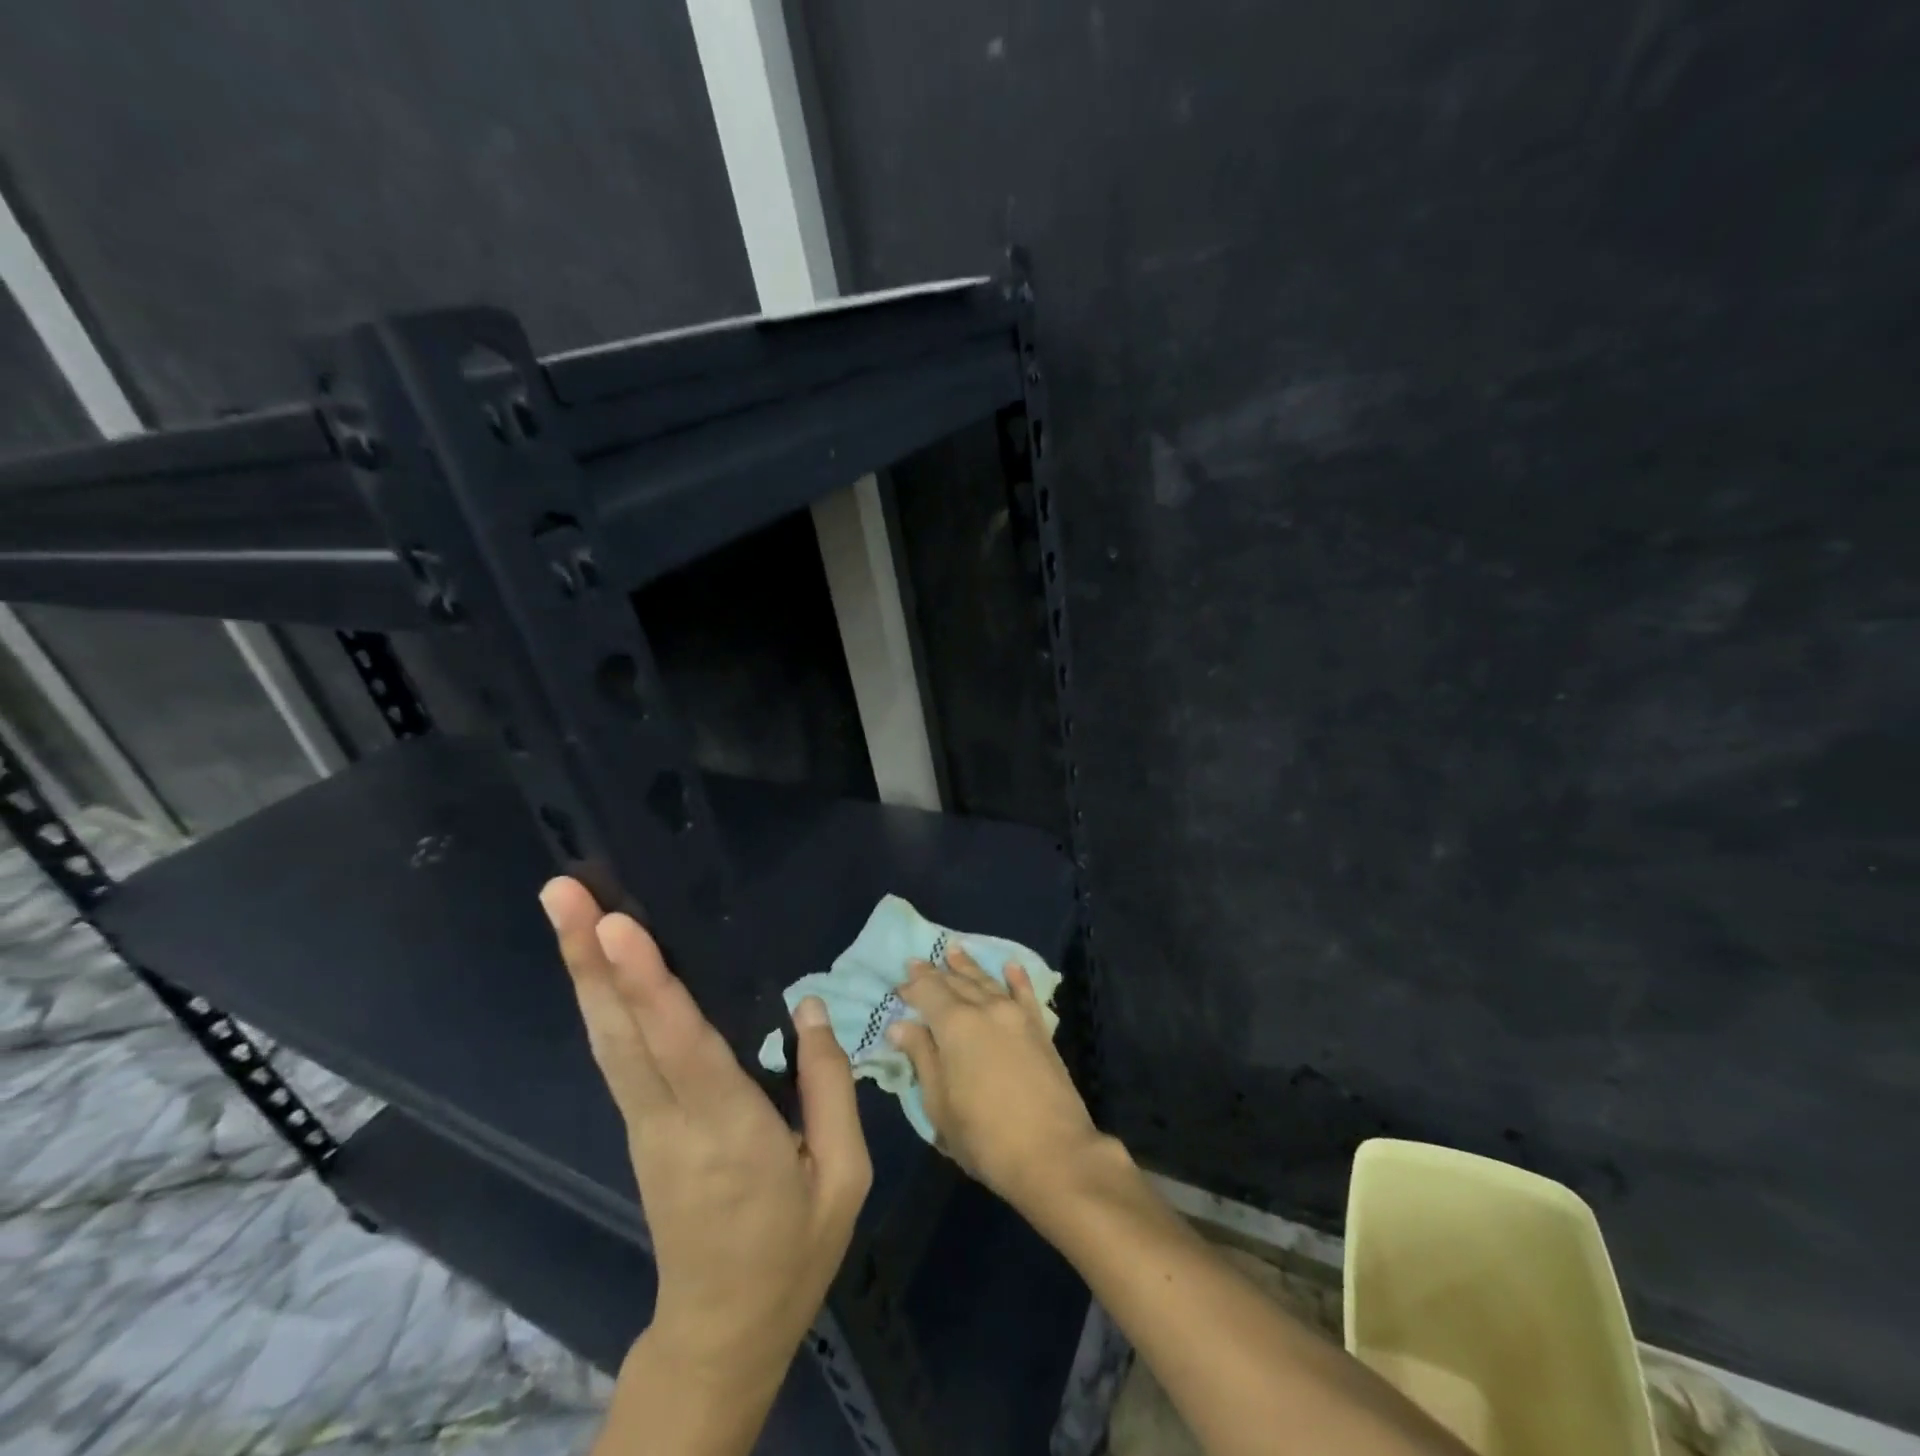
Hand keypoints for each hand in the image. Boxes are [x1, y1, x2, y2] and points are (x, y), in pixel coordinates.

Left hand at [541, 877, 871, 1381]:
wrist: (722, 1331)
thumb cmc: (793, 1251)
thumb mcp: (843, 1176)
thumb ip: (830, 1085)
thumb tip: (808, 1007)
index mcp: (729, 1134)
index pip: (680, 1047)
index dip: (646, 984)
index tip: (615, 925)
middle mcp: (670, 1122)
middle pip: (621, 1032)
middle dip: (588, 958)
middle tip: (561, 890)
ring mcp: (644, 1125)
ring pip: (607, 1040)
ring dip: (583, 972)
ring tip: (564, 908)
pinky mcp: (639, 1126)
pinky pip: (617, 1054)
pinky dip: (603, 1001)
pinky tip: (597, 967)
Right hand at [887, 946, 1104, 1214]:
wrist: (1053, 1153)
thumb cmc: (985, 1137)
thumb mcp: (940, 1104)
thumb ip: (922, 1058)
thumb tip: (901, 1025)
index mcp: (955, 1025)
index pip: (928, 992)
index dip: (912, 986)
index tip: (899, 984)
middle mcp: (986, 1009)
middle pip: (956, 983)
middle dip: (936, 972)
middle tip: (919, 961)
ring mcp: (1016, 1016)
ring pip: (987, 982)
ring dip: (969, 967)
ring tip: (954, 951)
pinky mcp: (1039, 1029)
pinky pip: (1025, 993)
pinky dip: (1016, 978)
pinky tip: (1010, 966)